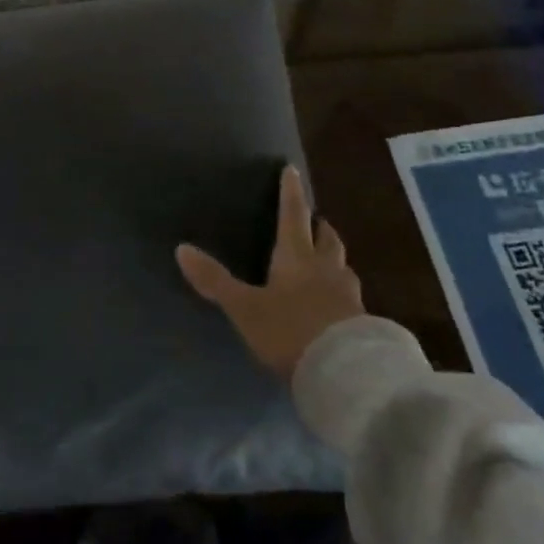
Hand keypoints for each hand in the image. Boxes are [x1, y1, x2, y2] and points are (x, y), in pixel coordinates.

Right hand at [177, 166, 362, 379]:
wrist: (346, 373)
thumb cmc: (290, 330)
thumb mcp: (245, 307)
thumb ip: (215, 280)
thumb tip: (181, 248)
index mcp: (297, 256)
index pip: (293, 214)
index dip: (291, 192)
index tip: (292, 169)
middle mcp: (326, 268)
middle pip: (327, 238)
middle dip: (320, 226)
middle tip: (315, 220)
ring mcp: (348, 295)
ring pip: (342, 266)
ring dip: (334, 258)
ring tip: (327, 261)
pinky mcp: (362, 322)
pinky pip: (351, 297)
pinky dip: (342, 292)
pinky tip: (337, 304)